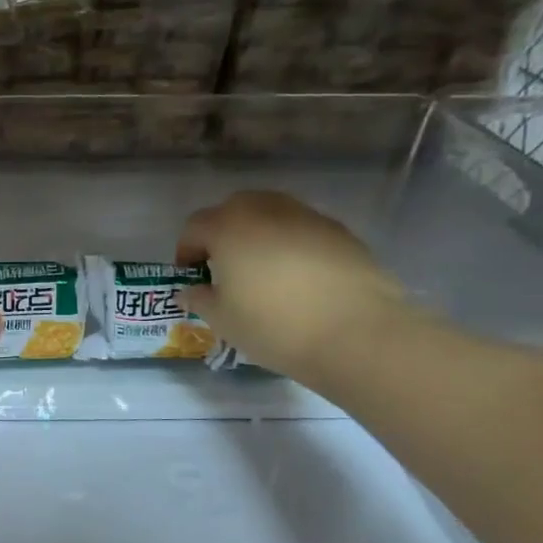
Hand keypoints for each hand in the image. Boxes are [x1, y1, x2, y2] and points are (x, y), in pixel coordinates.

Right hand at [176, 191, 412, 379]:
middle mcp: (265, 210)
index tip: (192, 276)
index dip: (187, 250)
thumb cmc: (273, 325)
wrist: (355, 332)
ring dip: (258, 235)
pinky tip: (297, 279)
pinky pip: (302, 230)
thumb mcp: (222, 320)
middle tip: (224, 267)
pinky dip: (291, 245)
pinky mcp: (340, 231)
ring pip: (271, 215)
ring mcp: (306, 217)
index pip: (194, 227)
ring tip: (262, 271)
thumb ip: (200, 299)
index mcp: (228, 227)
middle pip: (234, 209)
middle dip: (222, 233)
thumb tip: (191, 291)